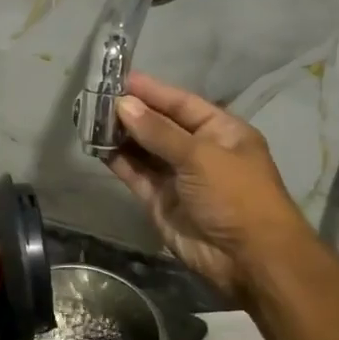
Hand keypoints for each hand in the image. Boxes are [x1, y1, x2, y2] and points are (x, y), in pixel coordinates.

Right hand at [105, 72, 311, 301]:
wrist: (249, 260)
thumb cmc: (235, 196)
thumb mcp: (201, 156)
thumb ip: (158, 131)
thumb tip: (123, 104)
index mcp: (220, 131)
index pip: (180, 103)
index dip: (151, 90)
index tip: (118, 78)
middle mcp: (198, 150)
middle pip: (159, 124)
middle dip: (130, 112)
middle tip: (95, 97)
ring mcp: (177, 176)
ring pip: (143, 148)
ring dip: (119, 134)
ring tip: (89, 118)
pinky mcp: (159, 199)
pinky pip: (135, 173)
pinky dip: (116, 160)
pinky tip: (95, 145)